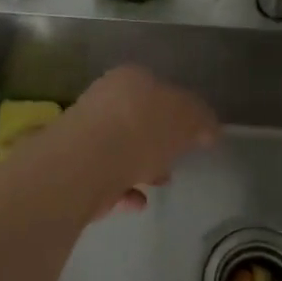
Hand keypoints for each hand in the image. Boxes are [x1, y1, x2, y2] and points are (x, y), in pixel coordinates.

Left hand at [62, 66, 220, 218]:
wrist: (85, 164)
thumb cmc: (141, 130)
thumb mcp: (187, 119)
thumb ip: (201, 120)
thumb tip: (208, 129)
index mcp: (130, 79)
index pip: (159, 89)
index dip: (179, 113)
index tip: (193, 137)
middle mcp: (103, 100)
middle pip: (138, 121)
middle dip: (158, 143)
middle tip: (175, 162)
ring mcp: (84, 134)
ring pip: (120, 150)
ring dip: (141, 168)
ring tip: (158, 184)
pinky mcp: (73, 168)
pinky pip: (105, 179)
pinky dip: (123, 190)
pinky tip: (137, 202)